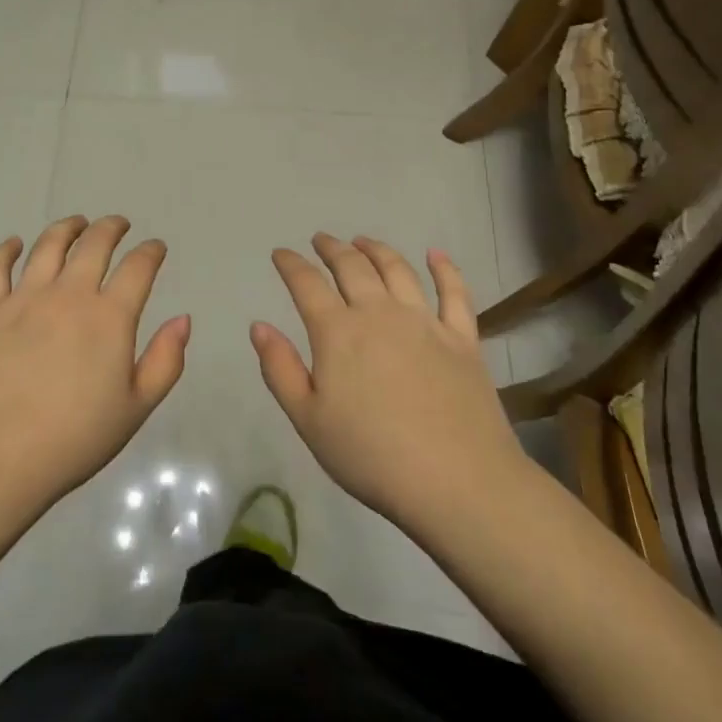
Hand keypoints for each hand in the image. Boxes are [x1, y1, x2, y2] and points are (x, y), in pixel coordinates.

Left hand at [0, 215, 189, 518]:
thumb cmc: (74, 439)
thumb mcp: (135, 409)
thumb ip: (165, 361)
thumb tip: (183, 318)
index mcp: (109, 317)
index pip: (137, 268)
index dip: (150, 252)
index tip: (156, 247)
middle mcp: (68, 295)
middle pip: (94, 245)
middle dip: (111, 228)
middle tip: (119, 224)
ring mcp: (24, 299)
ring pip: (48, 246)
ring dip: (67, 228)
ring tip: (77, 223)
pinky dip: (5, 250)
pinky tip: (14, 244)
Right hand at [250, 234, 528, 537]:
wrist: (457, 482)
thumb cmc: (371, 456)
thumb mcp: (308, 420)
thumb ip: (280, 369)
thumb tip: (259, 326)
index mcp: (338, 332)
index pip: (307, 283)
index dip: (291, 264)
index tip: (281, 254)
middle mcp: (379, 313)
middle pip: (352, 267)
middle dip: (332, 248)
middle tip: (321, 240)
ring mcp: (425, 322)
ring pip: (397, 270)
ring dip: (376, 249)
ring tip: (363, 241)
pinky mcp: (462, 339)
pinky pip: (455, 293)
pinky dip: (444, 269)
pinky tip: (436, 255)